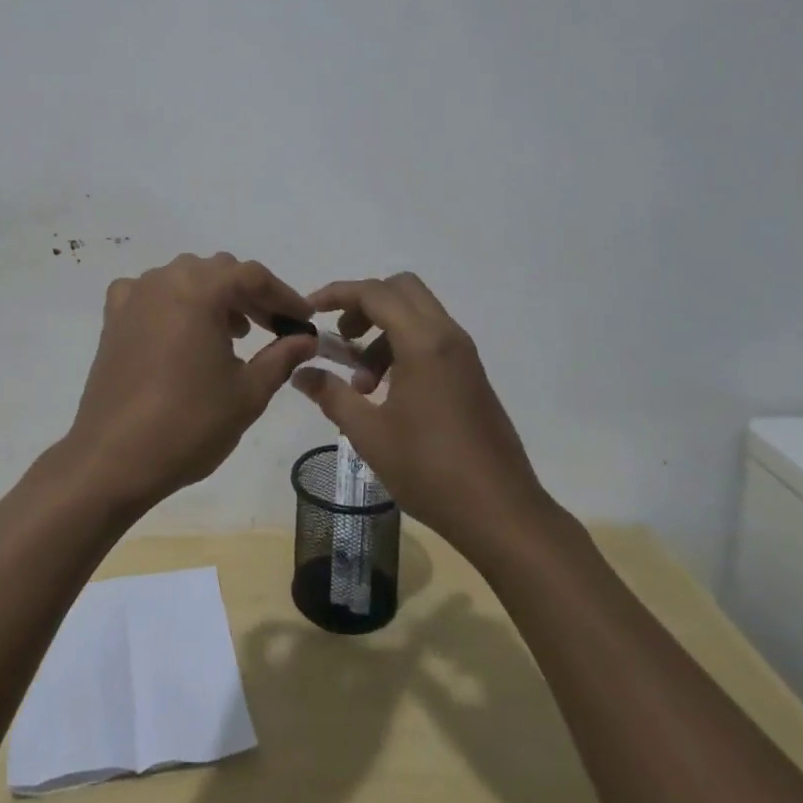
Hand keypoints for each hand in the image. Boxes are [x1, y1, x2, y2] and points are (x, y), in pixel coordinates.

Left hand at [62, 252, 317, 513]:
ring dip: (213, 296)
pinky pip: (151, 292)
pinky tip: (180, 332)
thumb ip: (282, 357)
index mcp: (201, 289)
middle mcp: (166, 279)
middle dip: (250, 295)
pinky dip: (173, 302)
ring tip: (232, 334)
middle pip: (219, 271)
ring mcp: (135, 295)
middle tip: (273, 328)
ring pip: (185, 277)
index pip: (253, 276)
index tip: (303, 320)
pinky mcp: (114, 317)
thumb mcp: (248, 393)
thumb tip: (307, 339)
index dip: (283, 295)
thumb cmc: (188, 424)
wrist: (113, 459)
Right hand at [294, 273, 546, 551]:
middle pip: (400, 289)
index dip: (338, 293)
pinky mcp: (471, 373)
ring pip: (417, 314)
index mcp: (423, 342)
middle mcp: (447, 335)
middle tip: (342, 338)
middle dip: (364, 304)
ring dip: (383, 331)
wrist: (501, 513)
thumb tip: (300, 372)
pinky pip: (431, 338)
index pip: (374, 293)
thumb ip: (332, 395)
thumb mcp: (370, 434)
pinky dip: (403, 346)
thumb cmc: (431, 470)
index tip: (310, 308)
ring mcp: (463, 354)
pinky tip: (387, 392)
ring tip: (362, 383)